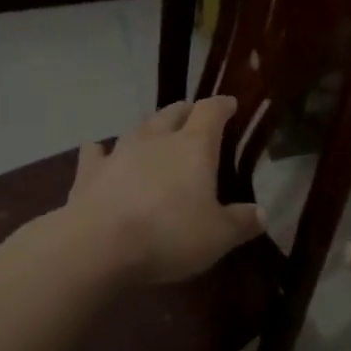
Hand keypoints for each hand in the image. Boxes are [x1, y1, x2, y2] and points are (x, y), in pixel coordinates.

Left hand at [64, 96, 264, 285]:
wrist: (99, 245)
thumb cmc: (169, 234)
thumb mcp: (218, 236)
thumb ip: (241, 222)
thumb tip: (261, 213)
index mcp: (193, 147)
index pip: (211, 112)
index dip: (222, 105)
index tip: (229, 104)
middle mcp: (156, 139)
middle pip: (173, 113)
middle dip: (186, 111)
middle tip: (194, 117)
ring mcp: (119, 152)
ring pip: (138, 128)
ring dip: (150, 128)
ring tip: (155, 133)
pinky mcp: (90, 172)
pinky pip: (96, 153)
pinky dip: (101, 151)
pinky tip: (99, 152)